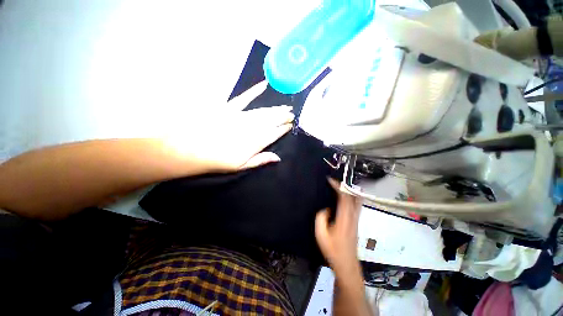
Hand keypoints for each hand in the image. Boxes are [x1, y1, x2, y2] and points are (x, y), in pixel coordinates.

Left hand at [164, 81, 293, 171]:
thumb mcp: (241, 166)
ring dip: (275, 108)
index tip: (290, 125)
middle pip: (271, 121)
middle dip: (283, 116)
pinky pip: (244, 97)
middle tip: (292, 113)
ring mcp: (241, 116)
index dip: (283, 129)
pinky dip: (254, 91)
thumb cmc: (218, 161)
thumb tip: (278, 157)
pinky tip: (263, 85)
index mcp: (255, 142)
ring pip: (263, 111)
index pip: (274, 134)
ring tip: (285, 106)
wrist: (191, 149)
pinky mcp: (229, 108)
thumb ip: (260, 160)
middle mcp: (251, 127)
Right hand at [315, 179, 361, 274]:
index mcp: (344, 218)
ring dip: (349, 191)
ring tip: (340, 186)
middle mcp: (353, 217)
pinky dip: (351, 197)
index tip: (330, 180)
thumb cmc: (333, 250)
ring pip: (357, 200)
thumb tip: (326, 209)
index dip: (338, 186)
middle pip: (353, 196)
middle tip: (334, 182)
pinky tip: (345, 198)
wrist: (347, 264)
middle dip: (344, 186)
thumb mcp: (321, 234)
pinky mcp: (356, 223)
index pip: (344, 197)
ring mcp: (356, 220)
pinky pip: (356, 205)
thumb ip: (321, 218)